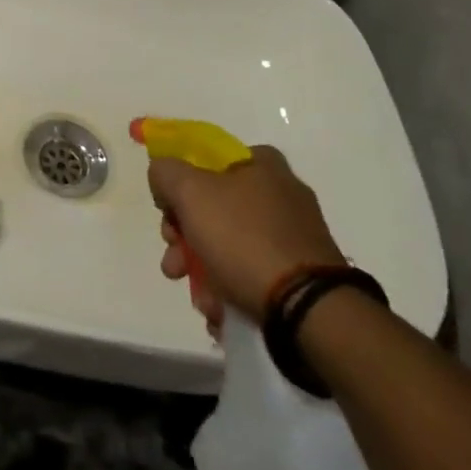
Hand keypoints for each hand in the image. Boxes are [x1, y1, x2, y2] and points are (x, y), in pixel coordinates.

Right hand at [148, 144, 343, 327]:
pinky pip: (253, 272)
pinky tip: (220, 309)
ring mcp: (294, 234)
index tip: (167, 212)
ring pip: (229, 244)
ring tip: (199, 299)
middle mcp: (281, 193)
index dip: (180, 183)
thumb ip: (166, 172)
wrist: (307, 308)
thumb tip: (163, 176)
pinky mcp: (301, 272)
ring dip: (202, 269)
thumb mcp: (190, 192)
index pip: (207, 160)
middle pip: (213, 206)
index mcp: (262, 163)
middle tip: (174, 262)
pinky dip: (231, 287)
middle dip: (184, 237)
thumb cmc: (244, 239)